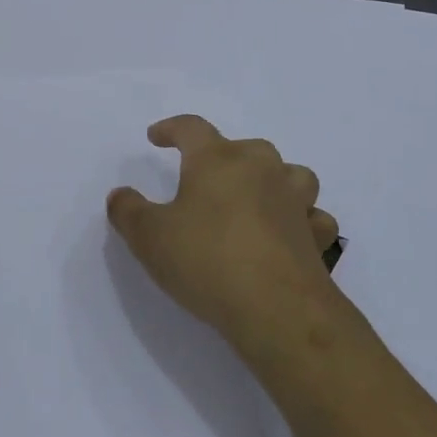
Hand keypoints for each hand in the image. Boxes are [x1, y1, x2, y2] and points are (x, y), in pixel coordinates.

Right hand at [107, 115, 339, 356]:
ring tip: (255, 198)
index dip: (171, 129)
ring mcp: (295, 201)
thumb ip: (128, 211)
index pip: (192, 129)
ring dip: (272, 180)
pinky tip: (289, 235)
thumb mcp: (149, 237)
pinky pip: (312, 217)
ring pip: (290, 174)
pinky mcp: (316, 236)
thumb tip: (120, 195)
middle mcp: (261, 169)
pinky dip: (302, 221)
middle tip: (205, 179)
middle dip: (223, 157)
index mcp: (218, 161)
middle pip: (245, 147)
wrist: (276, 308)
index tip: (156, 137)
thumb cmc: (206, 260)